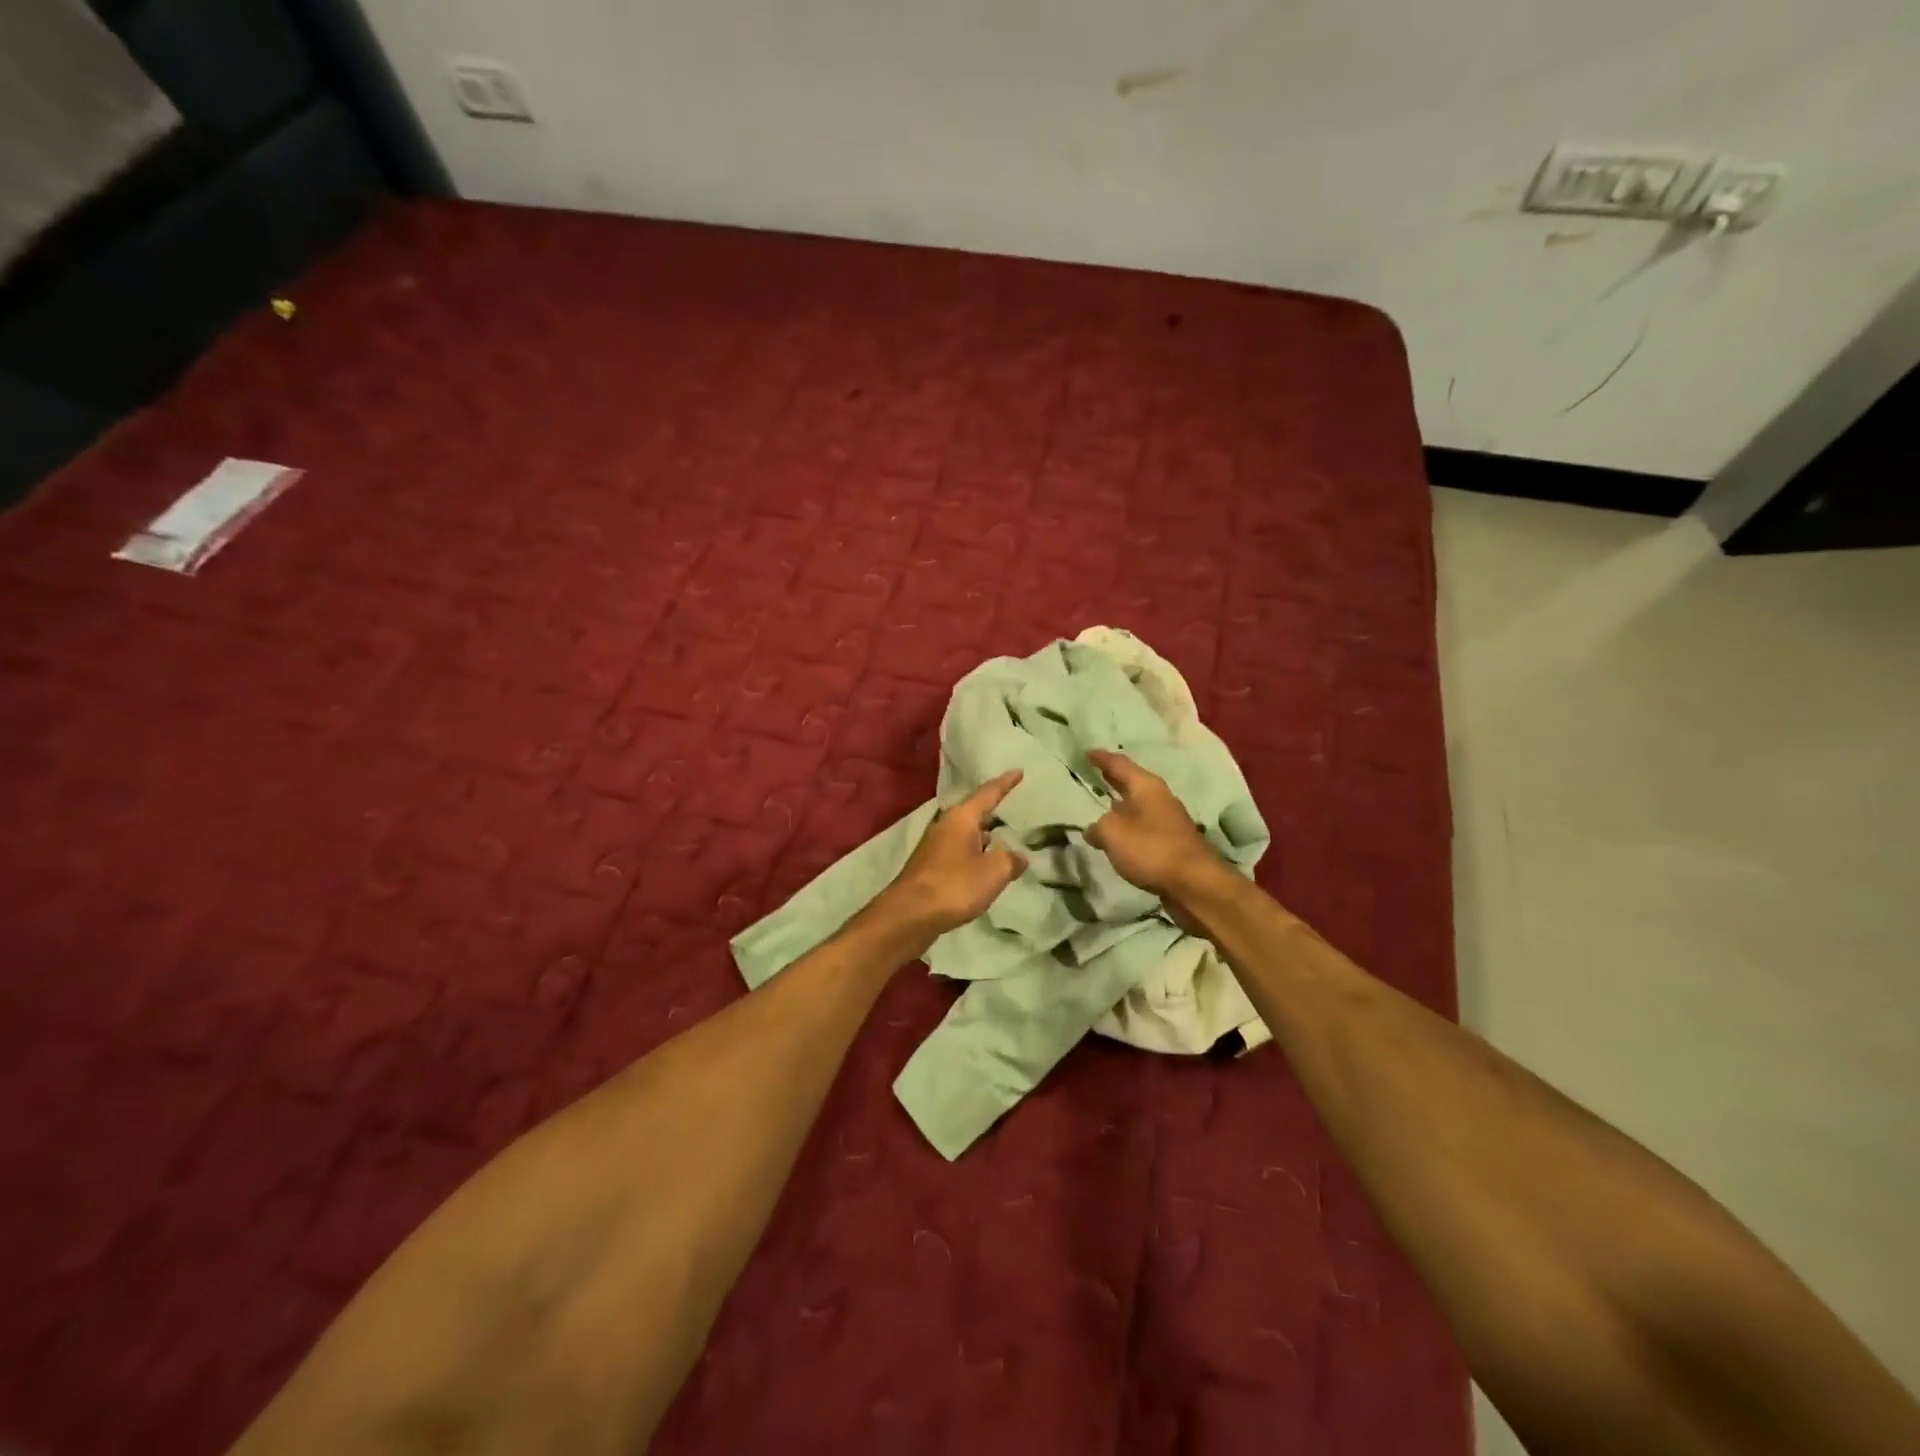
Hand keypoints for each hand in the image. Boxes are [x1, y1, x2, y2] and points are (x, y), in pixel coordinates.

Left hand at [876, 770, 1028, 947]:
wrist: (910, 914)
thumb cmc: (955, 885)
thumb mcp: (994, 872)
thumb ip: (1011, 860)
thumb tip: (1018, 856)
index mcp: (961, 818)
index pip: (988, 793)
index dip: (1005, 783)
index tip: (1018, 771)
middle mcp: (945, 825)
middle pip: (972, 812)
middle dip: (991, 810)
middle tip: (1009, 805)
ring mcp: (933, 846)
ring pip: (964, 833)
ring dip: (981, 835)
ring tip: (1000, 838)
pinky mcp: (928, 867)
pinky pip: (957, 852)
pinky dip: (972, 853)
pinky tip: (980, 866)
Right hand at [1086, 750, 1222, 898]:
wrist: (1194, 883)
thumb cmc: (1150, 848)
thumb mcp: (1112, 833)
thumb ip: (1098, 827)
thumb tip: (1093, 830)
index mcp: (1146, 786)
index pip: (1119, 764)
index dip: (1101, 758)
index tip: (1087, 752)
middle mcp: (1160, 798)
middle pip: (1132, 783)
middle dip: (1114, 780)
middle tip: (1096, 774)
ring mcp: (1169, 821)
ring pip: (1139, 806)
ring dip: (1122, 806)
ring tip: (1103, 807)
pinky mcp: (1173, 843)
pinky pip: (1144, 828)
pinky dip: (1130, 827)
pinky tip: (1120, 837)